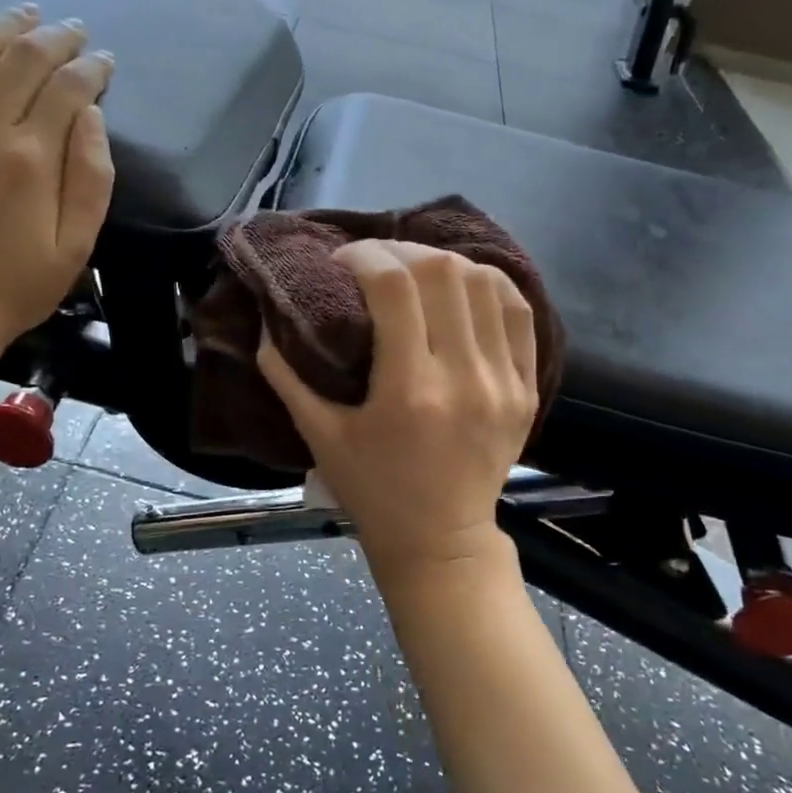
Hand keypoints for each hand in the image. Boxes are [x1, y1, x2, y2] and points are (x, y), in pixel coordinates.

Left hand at [0, 4, 114, 368]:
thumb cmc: (17, 286)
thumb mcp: (77, 246)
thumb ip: (92, 177)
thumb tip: (91, 116)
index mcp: (32, 159)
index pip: (68, 89)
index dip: (92, 69)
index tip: (105, 64)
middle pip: (23, 59)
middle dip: (56, 39)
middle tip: (74, 32)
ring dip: (3, 26)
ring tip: (26, 16)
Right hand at [258, 240, 539, 576]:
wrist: (440, 541)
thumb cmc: (372, 491)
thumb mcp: (320, 437)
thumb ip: (287, 377)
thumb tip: (264, 323)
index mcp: (409, 390)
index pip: (394, 286)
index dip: (363, 256)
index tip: (341, 261)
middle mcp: (464, 377)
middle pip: (443, 272)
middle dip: (401, 251)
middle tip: (375, 261)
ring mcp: (504, 381)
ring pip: (485, 283)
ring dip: (444, 264)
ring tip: (416, 273)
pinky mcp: (527, 387)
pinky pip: (518, 312)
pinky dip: (489, 286)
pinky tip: (461, 287)